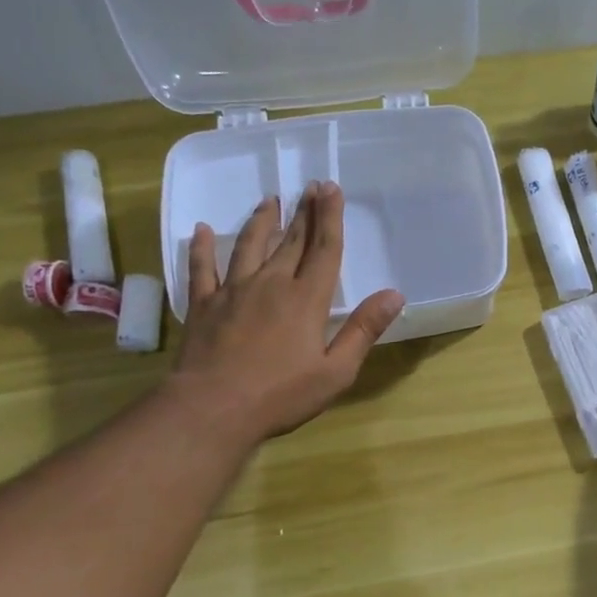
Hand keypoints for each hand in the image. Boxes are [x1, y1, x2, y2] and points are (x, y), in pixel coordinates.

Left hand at [169, 182, 403, 441]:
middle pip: (291, 242)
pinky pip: (203, 269)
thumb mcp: (336, 371)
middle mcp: (271, 285)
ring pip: (249, 246)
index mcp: (306, 300)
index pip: (324, 250)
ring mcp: (233, 292)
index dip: (330, 218)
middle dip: (304, 213)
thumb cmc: (281, 395)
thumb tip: (395, 295)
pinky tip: (201, 231)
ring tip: (270, 201)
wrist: (212, 409)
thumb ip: (363, 330)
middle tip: (310, 187)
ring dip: (262, 222)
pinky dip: (202, 248)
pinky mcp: (204, 305)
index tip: (332, 189)